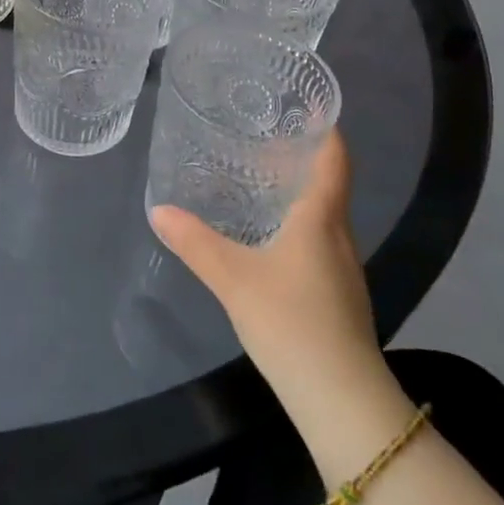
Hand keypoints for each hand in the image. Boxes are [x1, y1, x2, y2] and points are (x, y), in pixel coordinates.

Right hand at [151, 135, 401, 433]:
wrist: (342, 400)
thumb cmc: (292, 322)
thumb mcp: (234, 278)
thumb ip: (196, 243)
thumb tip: (159, 210)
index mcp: (321, 219)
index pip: (335, 160)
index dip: (328, 129)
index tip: (311, 105)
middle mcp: (340, 236)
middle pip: (329, 184)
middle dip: (303, 158)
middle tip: (265, 137)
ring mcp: (344, 269)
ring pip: (325, 215)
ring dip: (300, 192)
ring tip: (262, 179)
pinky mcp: (340, 296)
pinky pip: (320, 242)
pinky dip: (299, 224)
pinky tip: (271, 237)